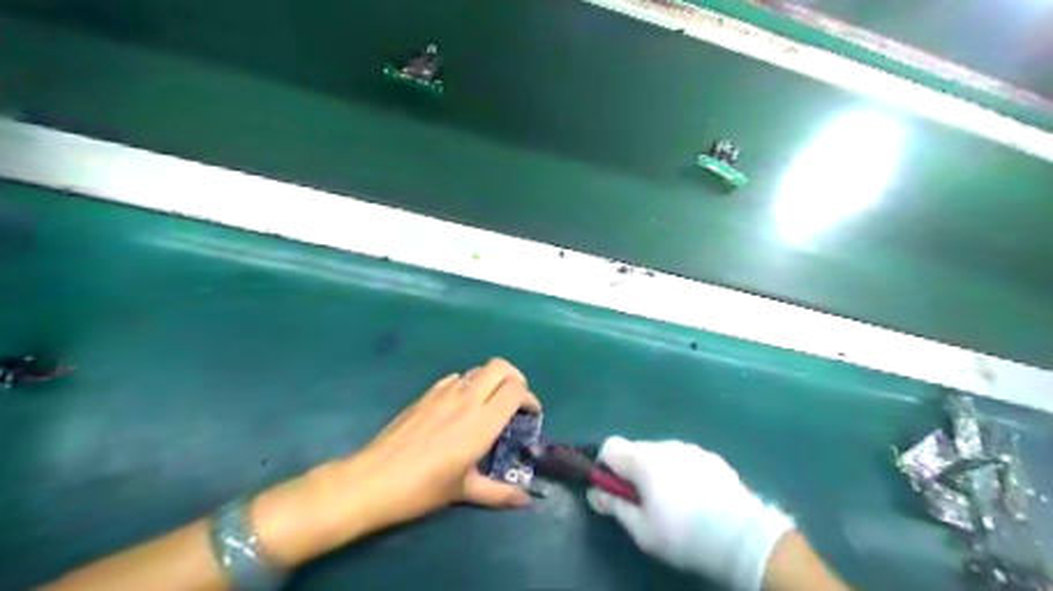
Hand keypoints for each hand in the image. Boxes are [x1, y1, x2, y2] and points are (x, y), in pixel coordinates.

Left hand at [332, 357, 541, 527]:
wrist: (374, 479)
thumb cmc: (423, 488)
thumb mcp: (464, 491)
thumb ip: (500, 493)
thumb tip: (526, 501)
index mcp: (482, 422)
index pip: (515, 390)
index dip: (529, 397)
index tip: (531, 414)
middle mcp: (467, 399)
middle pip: (500, 366)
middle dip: (515, 378)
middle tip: (515, 400)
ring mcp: (444, 392)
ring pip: (477, 369)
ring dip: (491, 380)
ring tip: (490, 403)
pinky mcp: (426, 394)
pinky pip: (455, 378)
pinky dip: (467, 384)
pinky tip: (460, 406)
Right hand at [585, 438, 789, 590]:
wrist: (741, 537)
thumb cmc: (683, 535)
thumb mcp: (642, 531)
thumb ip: (614, 506)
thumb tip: (594, 492)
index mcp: (643, 460)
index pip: (610, 446)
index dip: (606, 466)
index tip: (615, 489)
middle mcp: (664, 446)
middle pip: (635, 449)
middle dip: (633, 470)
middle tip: (645, 501)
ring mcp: (690, 448)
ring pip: (661, 453)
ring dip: (658, 470)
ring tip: (674, 501)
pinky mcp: (711, 457)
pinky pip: (685, 458)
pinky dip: (682, 471)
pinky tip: (697, 497)